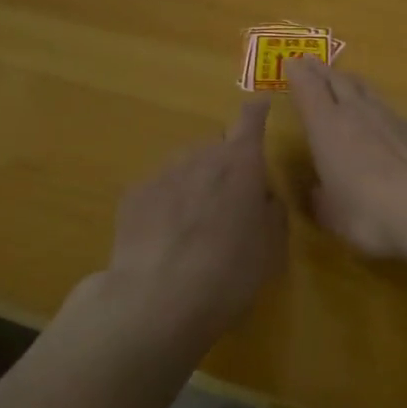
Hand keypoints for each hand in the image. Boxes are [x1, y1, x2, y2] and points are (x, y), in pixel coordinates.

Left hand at [104, 100, 286, 351]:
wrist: (155, 301)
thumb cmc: (228, 274)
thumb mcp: (272, 249)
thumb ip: (272, 212)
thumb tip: (263, 197)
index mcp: (241, 164)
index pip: (251, 120)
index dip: (256, 113)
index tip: (260, 106)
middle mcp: (201, 156)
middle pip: (217, 148)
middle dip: (225, 166)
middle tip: (229, 205)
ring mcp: (163, 172)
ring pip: (186, 167)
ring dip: (194, 184)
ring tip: (194, 228)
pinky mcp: (134, 194)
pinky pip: (159, 189)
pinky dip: (166, 204)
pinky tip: (165, 239)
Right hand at [285, 56, 406, 258]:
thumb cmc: (367, 210)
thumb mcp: (333, 215)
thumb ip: (322, 200)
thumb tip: (319, 193)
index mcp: (326, 126)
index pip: (308, 89)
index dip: (298, 75)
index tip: (291, 63)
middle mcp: (356, 112)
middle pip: (336, 80)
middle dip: (321, 70)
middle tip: (311, 61)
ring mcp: (390, 117)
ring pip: (365, 90)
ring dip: (351, 82)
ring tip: (344, 79)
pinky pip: (390, 110)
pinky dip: (379, 108)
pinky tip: (382, 118)